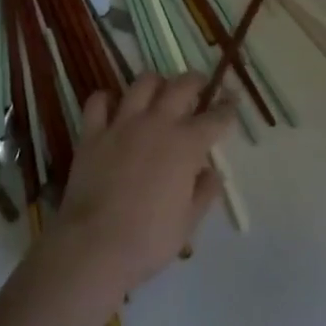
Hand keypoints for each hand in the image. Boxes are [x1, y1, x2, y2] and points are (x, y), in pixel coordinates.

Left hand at [43, 73, 236, 300]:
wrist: (95, 245)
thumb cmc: (149, 239)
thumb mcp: (189, 222)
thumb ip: (205, 192)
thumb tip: (212, 173)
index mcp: (186, 145)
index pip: (216, 118)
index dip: (228, 108)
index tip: (232, 103)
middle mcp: (158, 123)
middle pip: (182, 85)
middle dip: (196, 81)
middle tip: (199, 84)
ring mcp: (123, 123)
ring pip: (143, 83)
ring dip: (155, 83)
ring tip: (159, 89)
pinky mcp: (93, 132)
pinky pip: (98, 101)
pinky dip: (106, 99)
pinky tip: (112, 107)